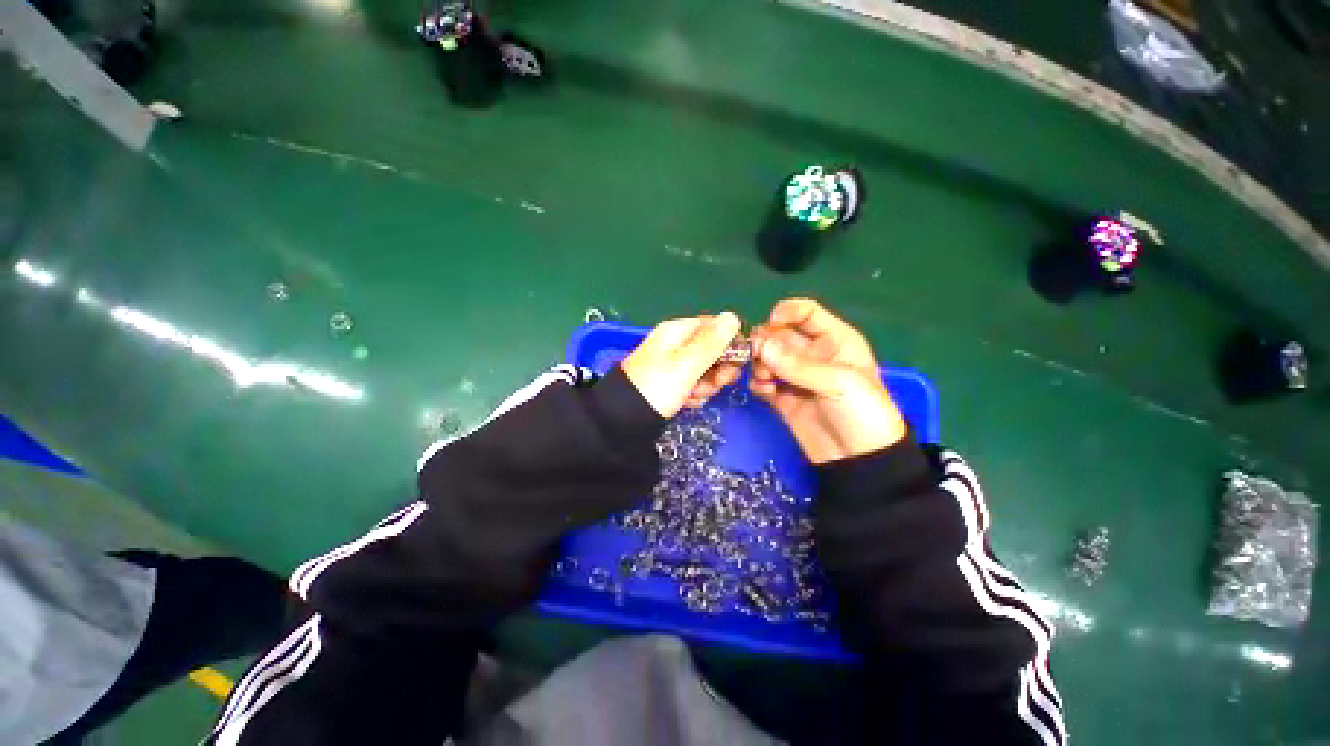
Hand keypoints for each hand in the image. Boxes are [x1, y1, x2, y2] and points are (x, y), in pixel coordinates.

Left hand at [622, 312, 743, 417]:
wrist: (625, 419)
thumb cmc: (657, 387)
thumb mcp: (687, 363)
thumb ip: (712, 342)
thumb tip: (733, 316)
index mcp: (679, 331)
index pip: (715, 326)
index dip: (729, 343)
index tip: (735, 362)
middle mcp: (677, 344)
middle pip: (713, 350)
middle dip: (718, 369)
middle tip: (717, 383)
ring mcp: (674, 364)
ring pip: (706, 370)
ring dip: (707, 385)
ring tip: (694, 395)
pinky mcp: (672, 382)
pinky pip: (694, 384)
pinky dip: (694, 394)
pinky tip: (687, 402)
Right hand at [749, 299, 906, 463]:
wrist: (859, 461)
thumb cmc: (862, 413)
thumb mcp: (837, 382)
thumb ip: (796, 364)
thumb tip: (759, 345)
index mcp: (835, 340)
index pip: (806, 313)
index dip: (786, 313)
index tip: (769, 325)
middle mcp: (813, 354)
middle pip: (780, 335)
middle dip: (766, 342)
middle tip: (758, 356)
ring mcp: (796, 377)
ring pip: (768, 358)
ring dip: (760, 363)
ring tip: (764, 378)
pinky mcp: (783, 398)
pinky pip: (763, 382)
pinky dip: (758, 383)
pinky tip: (762, 391)